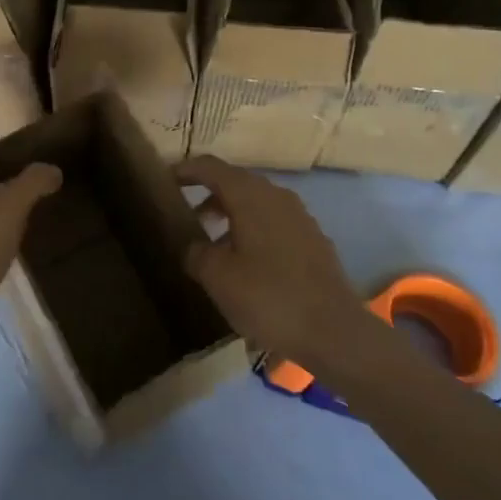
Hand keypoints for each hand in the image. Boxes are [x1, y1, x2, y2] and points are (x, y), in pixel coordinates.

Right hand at [176, 155, 372, 368]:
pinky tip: (246, 262)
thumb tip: (193, 246)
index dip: (186, 170)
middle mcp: (277, 196)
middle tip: (186, 215)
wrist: (334, 332)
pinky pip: (274, 223)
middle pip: (236, 182)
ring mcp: (300, 217)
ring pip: (257, 204)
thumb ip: (196, 253)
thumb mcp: (218, 277)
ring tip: (212, 243)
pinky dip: (253, 230)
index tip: (166, 180)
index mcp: (250, 196)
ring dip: (231, 215)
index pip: (212, 167)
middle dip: (209, 194)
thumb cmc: (268, 297)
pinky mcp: (313, 240)